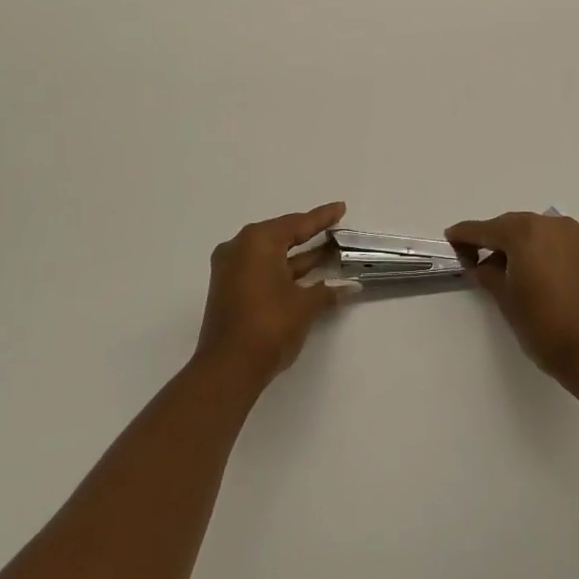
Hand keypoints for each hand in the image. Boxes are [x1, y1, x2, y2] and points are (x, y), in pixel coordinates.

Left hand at [195, 202, 354, 388]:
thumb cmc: (269, 326)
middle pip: (282, 235)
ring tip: (330, 251)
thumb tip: (350, 288)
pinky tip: (309, 276)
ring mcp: (231, 270)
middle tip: (335, 229)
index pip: (297, 224)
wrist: (228, 369)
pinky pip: (262, 270)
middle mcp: (240, 248)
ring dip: (299, 256)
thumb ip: (327, 291)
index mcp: (257, 241)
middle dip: (310, 235)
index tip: (340, 208)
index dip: (322, 218)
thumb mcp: (304, 305)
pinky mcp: (229, 290)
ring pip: (272, 255)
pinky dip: (284, 271)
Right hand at [445, 210, 578, 387]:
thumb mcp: (506, 300)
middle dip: (491, 239)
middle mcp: (550, 225)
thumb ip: (489, 274)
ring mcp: (573, 237)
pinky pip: (553, 242)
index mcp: (525, 232)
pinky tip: (529, 271)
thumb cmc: (545, 326)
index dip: (465, 235)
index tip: (450, 238)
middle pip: (511, 226)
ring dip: (516, 244)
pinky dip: (538, 250)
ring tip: (501, 268)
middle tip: (473, 257)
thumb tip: (481, 265)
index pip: (486, 229)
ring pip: (534, 232)